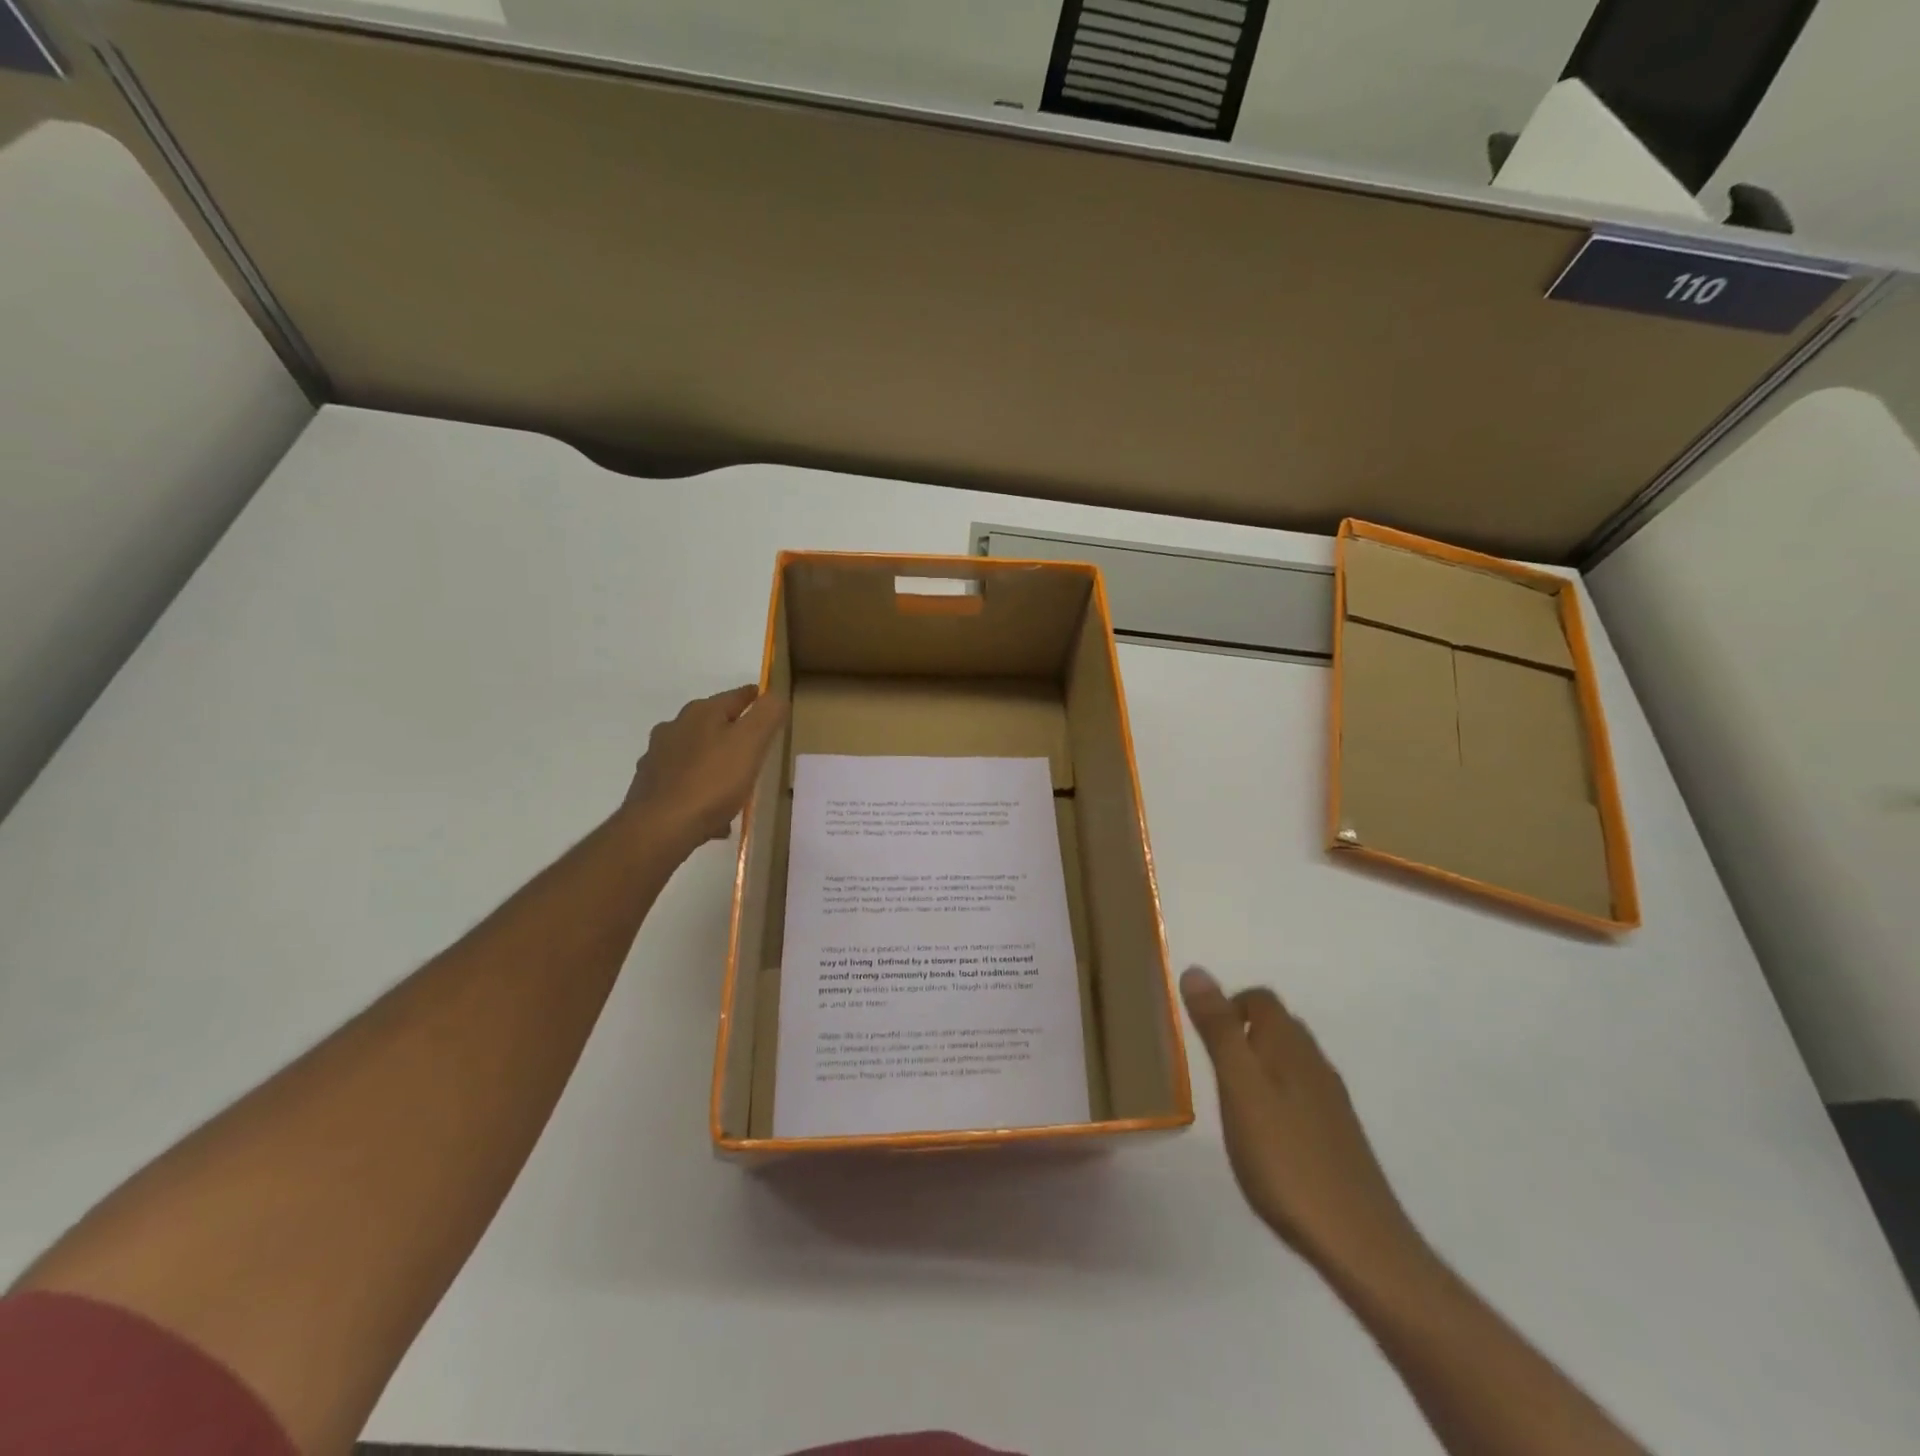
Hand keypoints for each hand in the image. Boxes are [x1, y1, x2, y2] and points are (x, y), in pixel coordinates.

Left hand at [623, 685, 787, 852]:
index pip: (736, 696)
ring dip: (715, 762)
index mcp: (701, 713)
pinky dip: (700, 790)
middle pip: (712, 723)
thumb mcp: (751, 742)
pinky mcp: (650, 787)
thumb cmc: (712, 781)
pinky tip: (713, 813)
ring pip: (697, 754)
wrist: (660, 828)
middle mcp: (675, 728)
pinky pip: (685, 783)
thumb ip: (767, 714)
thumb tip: (775, 695)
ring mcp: (658, 758)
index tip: (770, 703)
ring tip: (735, 784)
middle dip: (733, 731)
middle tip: (755, 746)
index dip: (755, 697)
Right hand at [1181, 967, 1423, 1280]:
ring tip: (1229, 1096)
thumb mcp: (1239, 1087)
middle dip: (1241, 1030)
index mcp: (1290, 1046)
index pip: (1260, 999)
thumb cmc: (1285, 1157)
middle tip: (1208, 1063)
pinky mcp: (1337, 1137)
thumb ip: (1219, 1030)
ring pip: (1290, 1060)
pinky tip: (1263, 1133)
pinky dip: (1276, 1096)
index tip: (1200, 1032)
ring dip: (1259, 1063)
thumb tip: (1196, 970)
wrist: (1358, 1241)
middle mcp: (1315, 1064)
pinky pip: (1301, 1094)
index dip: (1229, 1003)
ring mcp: (1331, 1102)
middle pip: (1278, 1026)